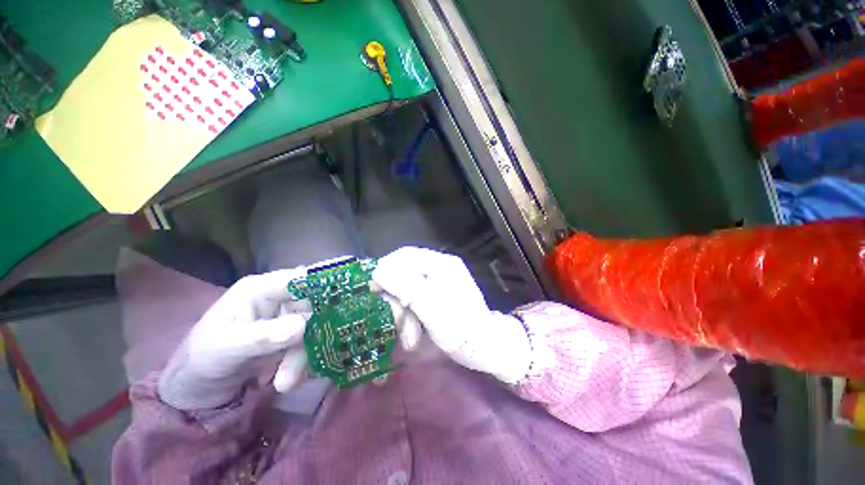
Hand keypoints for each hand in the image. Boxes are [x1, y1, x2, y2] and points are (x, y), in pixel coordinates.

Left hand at [158, 268, 311, 410]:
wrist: (197, 389)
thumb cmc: (203, 359)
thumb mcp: (227, 347)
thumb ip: (263, 336)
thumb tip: (302, 326)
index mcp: (262, 289)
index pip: (301, 279)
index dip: (324, 287)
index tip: (341, 304)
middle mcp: (279, 299)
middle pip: (312, 307)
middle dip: (309, 336)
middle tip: (298, 366)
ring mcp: (286, 318)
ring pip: (312, 328)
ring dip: (302, 356)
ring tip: (285, 383)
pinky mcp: (290, 337)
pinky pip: (308, 344)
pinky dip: (302, 363)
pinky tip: (288, 381)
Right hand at [372, 247, 531, 383]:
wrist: (485, 347)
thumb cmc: (460, 328)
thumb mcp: (430, 307)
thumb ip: (405, 287)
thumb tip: (377, 271)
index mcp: (441, 264)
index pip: (405, 256)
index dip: (385, 269)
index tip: (373, 289)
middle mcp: (440, 268)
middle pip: (405, 274)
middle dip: (398, 301)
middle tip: (396, 323)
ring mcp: (440, 282)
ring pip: (408, 290)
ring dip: (404, 315)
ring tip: (409, 339)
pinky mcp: (438, 296)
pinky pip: (415, 300)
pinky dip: (411, 317)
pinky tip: (414, 335)